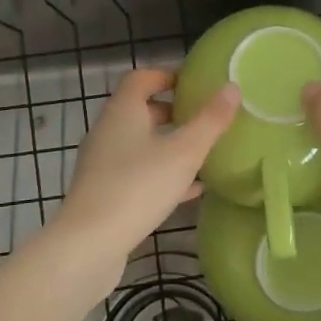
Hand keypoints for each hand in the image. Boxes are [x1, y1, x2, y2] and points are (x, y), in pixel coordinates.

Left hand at [54, 68, 238, 270]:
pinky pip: (138, 173)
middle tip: (205, 118)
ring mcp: (103, 163)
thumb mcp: (184, 152)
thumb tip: (232, 87)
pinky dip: (162, 173)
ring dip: (169, 144)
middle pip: (141, 110)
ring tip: (203, 152)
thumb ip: (210, 120)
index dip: (168, 75)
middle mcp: (109, 130)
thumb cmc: (138, 187)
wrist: (89, 245)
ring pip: (141, 143)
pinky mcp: (104, 193)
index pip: (142, 78)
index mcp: (123, 110)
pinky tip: (191, 189)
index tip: (197, 84)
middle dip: (173, 112)